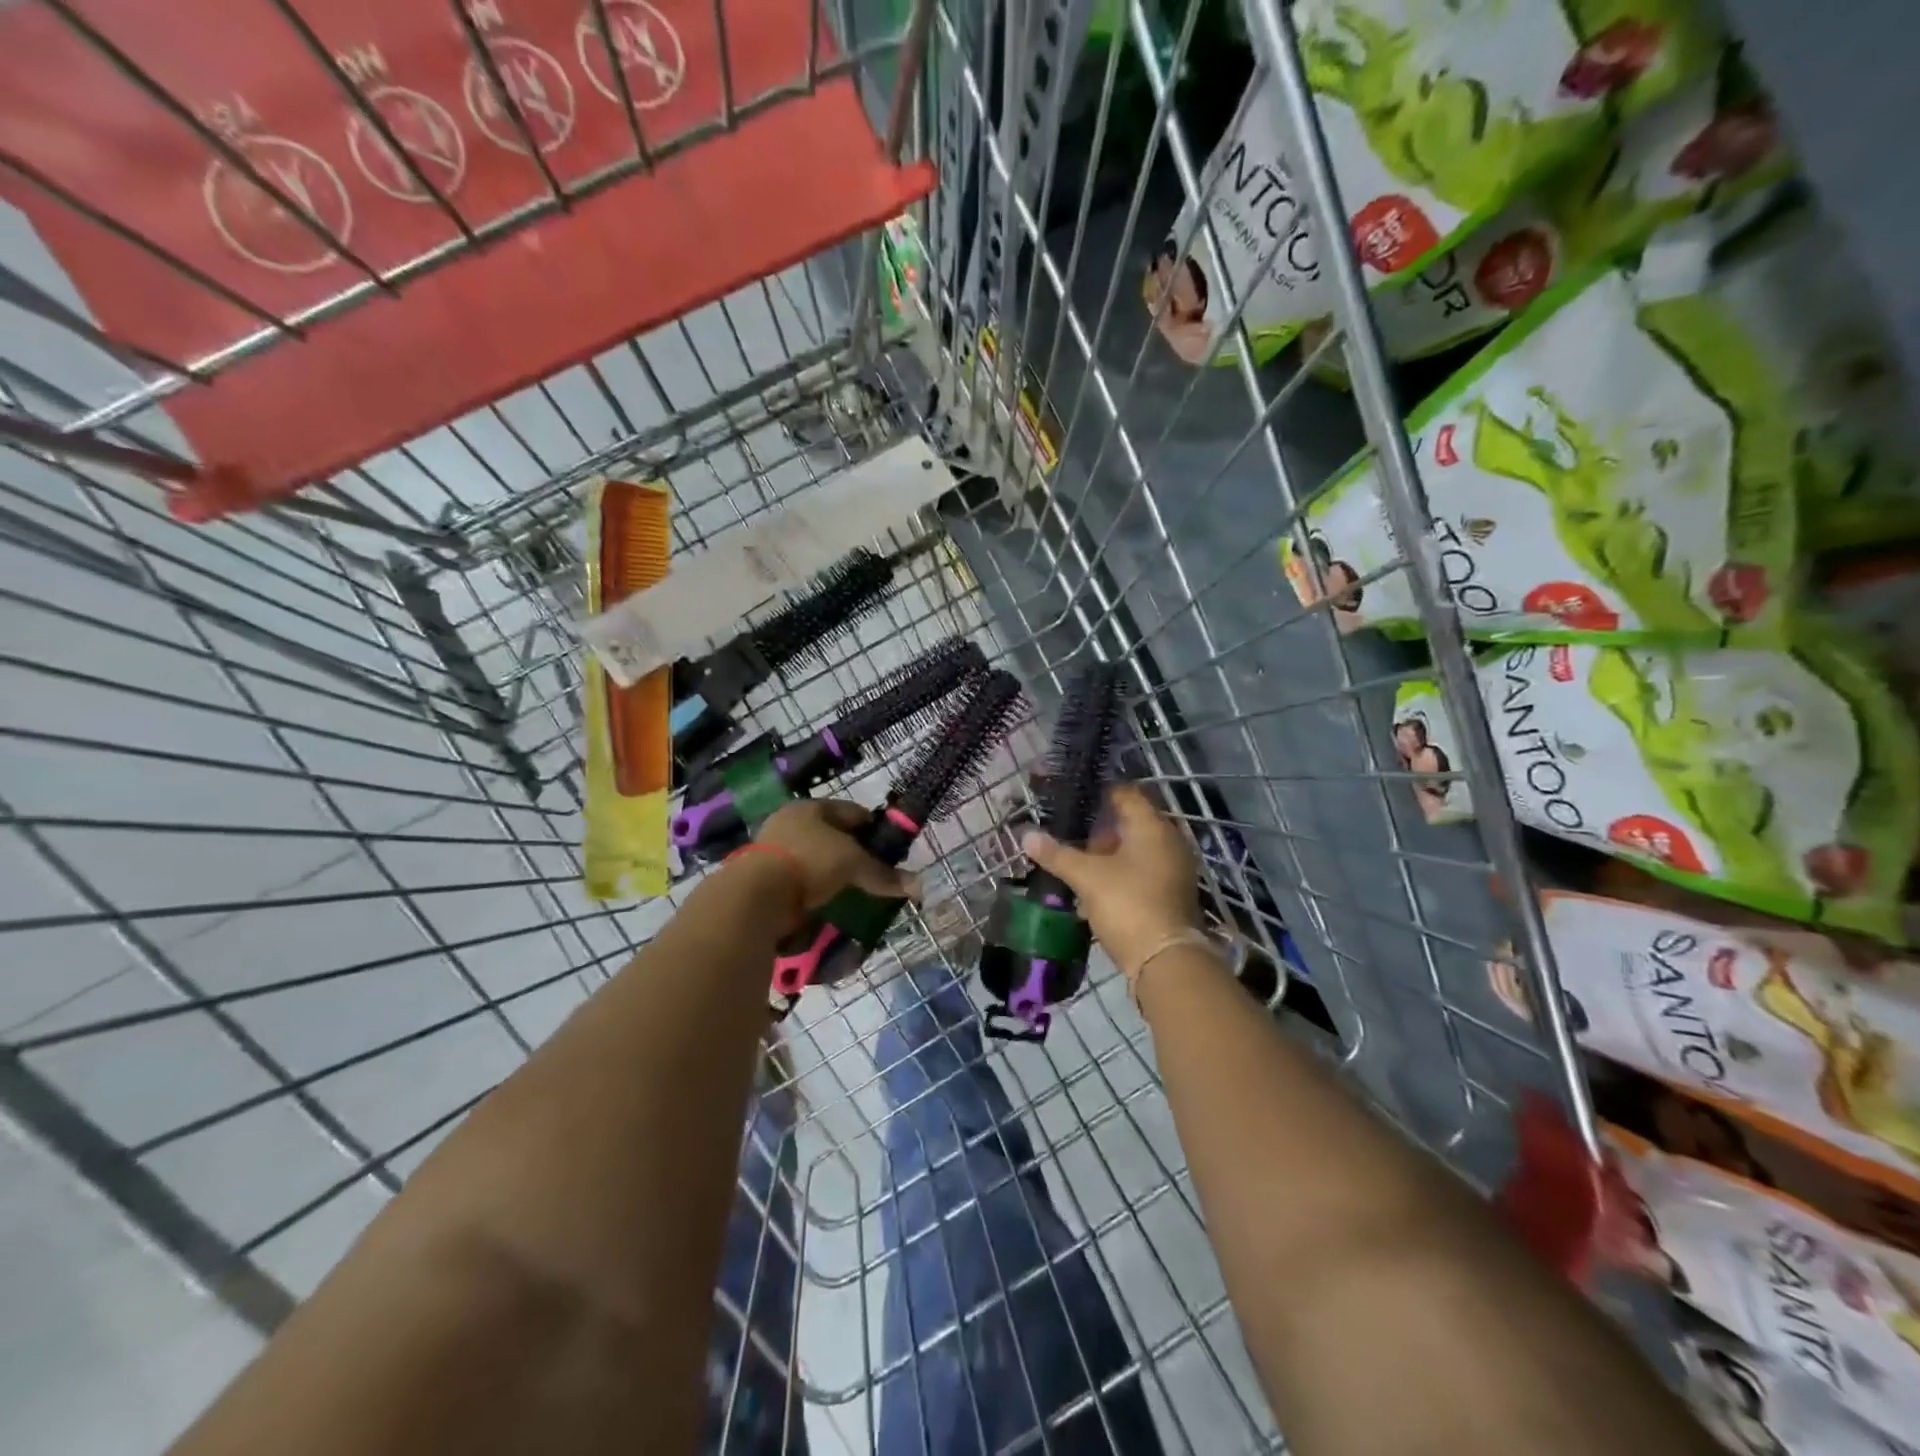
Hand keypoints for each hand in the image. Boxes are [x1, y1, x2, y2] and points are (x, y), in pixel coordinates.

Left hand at [753, 801, 919, 916]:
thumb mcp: (853, 864)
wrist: (757, 895)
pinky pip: (799, 879)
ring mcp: (773, 848)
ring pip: (814, 857)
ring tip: (852, 890)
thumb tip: (919, 886)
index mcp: (811, 808)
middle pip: (832, 835)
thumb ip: (883, 874)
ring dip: (831, 872)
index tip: (890, 848)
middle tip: (871, 871)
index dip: (874, 828)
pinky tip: (826, 901)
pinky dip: (814, 888)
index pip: (852, 812)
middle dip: (852, 852)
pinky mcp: (763, 876)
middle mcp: (790, 821)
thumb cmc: (810, 862)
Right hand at [1022, 784, 1202, 977]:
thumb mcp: (1086, 877)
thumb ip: (1057, 853)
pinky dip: (1120, 874)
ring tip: (1077, 864)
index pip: (1126, 793)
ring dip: (1108, 855)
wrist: (1165, 960)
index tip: (1073, 797)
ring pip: (1135, 850)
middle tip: (1070, 835)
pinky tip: (1094, 889)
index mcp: (1152, 826)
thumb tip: (1026, 835)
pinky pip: (1141, 872)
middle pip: (1131, 822)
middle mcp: (1169, 841)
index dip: (1099, 792)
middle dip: (1100, 828)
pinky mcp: (1171, 893)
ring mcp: (1173, 868)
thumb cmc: (1127, 904)